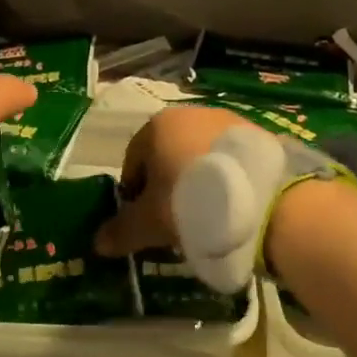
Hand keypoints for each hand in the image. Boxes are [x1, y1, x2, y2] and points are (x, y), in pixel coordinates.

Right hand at [95, 104, 248, 256]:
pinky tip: (233, 204)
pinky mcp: (255, 134)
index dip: (134, 192)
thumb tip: (98, 243)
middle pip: (167, 153)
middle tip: (175, 218)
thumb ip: (121, 230)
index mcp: (157, 125)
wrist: (258, 197)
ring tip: (208, 213)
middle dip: (167, 183)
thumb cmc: (189, 201)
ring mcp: (226, 120)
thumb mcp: (149, 223)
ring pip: (199, 154)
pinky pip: (229, 158)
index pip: (133, 159)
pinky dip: (226, 177)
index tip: (143, 219)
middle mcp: (189, 113)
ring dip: (197, 179)